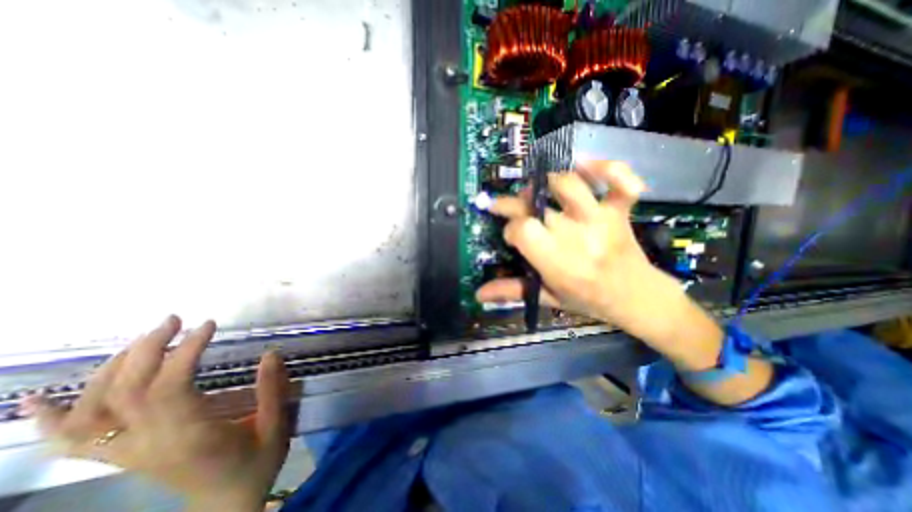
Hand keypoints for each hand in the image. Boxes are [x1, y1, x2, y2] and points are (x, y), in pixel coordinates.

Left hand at [20, 316, 287, 511]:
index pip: (170, 387)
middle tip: (174, 320)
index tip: (208, 325)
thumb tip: (270, 354)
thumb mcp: (276, 425)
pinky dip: (52, 419)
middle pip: (126, 392)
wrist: (227, 505)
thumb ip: (272, 390)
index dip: (184, 351)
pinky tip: (42, 398)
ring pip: (94, 411)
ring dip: (111, 369)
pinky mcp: (125, 457)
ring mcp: (130, 453)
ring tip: (143, 340)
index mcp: (190, 436)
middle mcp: (149, 444)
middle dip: (146, 349)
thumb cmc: (257, 463)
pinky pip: (73, 441)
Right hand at [475, 160, 688, 343]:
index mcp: (558, 263)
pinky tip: (584, 166)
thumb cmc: (588, 300)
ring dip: (546, 182)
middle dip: (515, 203)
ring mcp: (601, 220)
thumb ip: (512, 291)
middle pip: (536, 205)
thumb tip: (479, 294)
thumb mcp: (547, 298)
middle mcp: (577, 236)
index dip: (510, 229)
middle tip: (509, 206)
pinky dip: (606, 168)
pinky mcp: (620, 211)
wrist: (637, 298)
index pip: (522, 230)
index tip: (511, 236)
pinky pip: (620, 182)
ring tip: (537, 190)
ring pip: (569, 185)